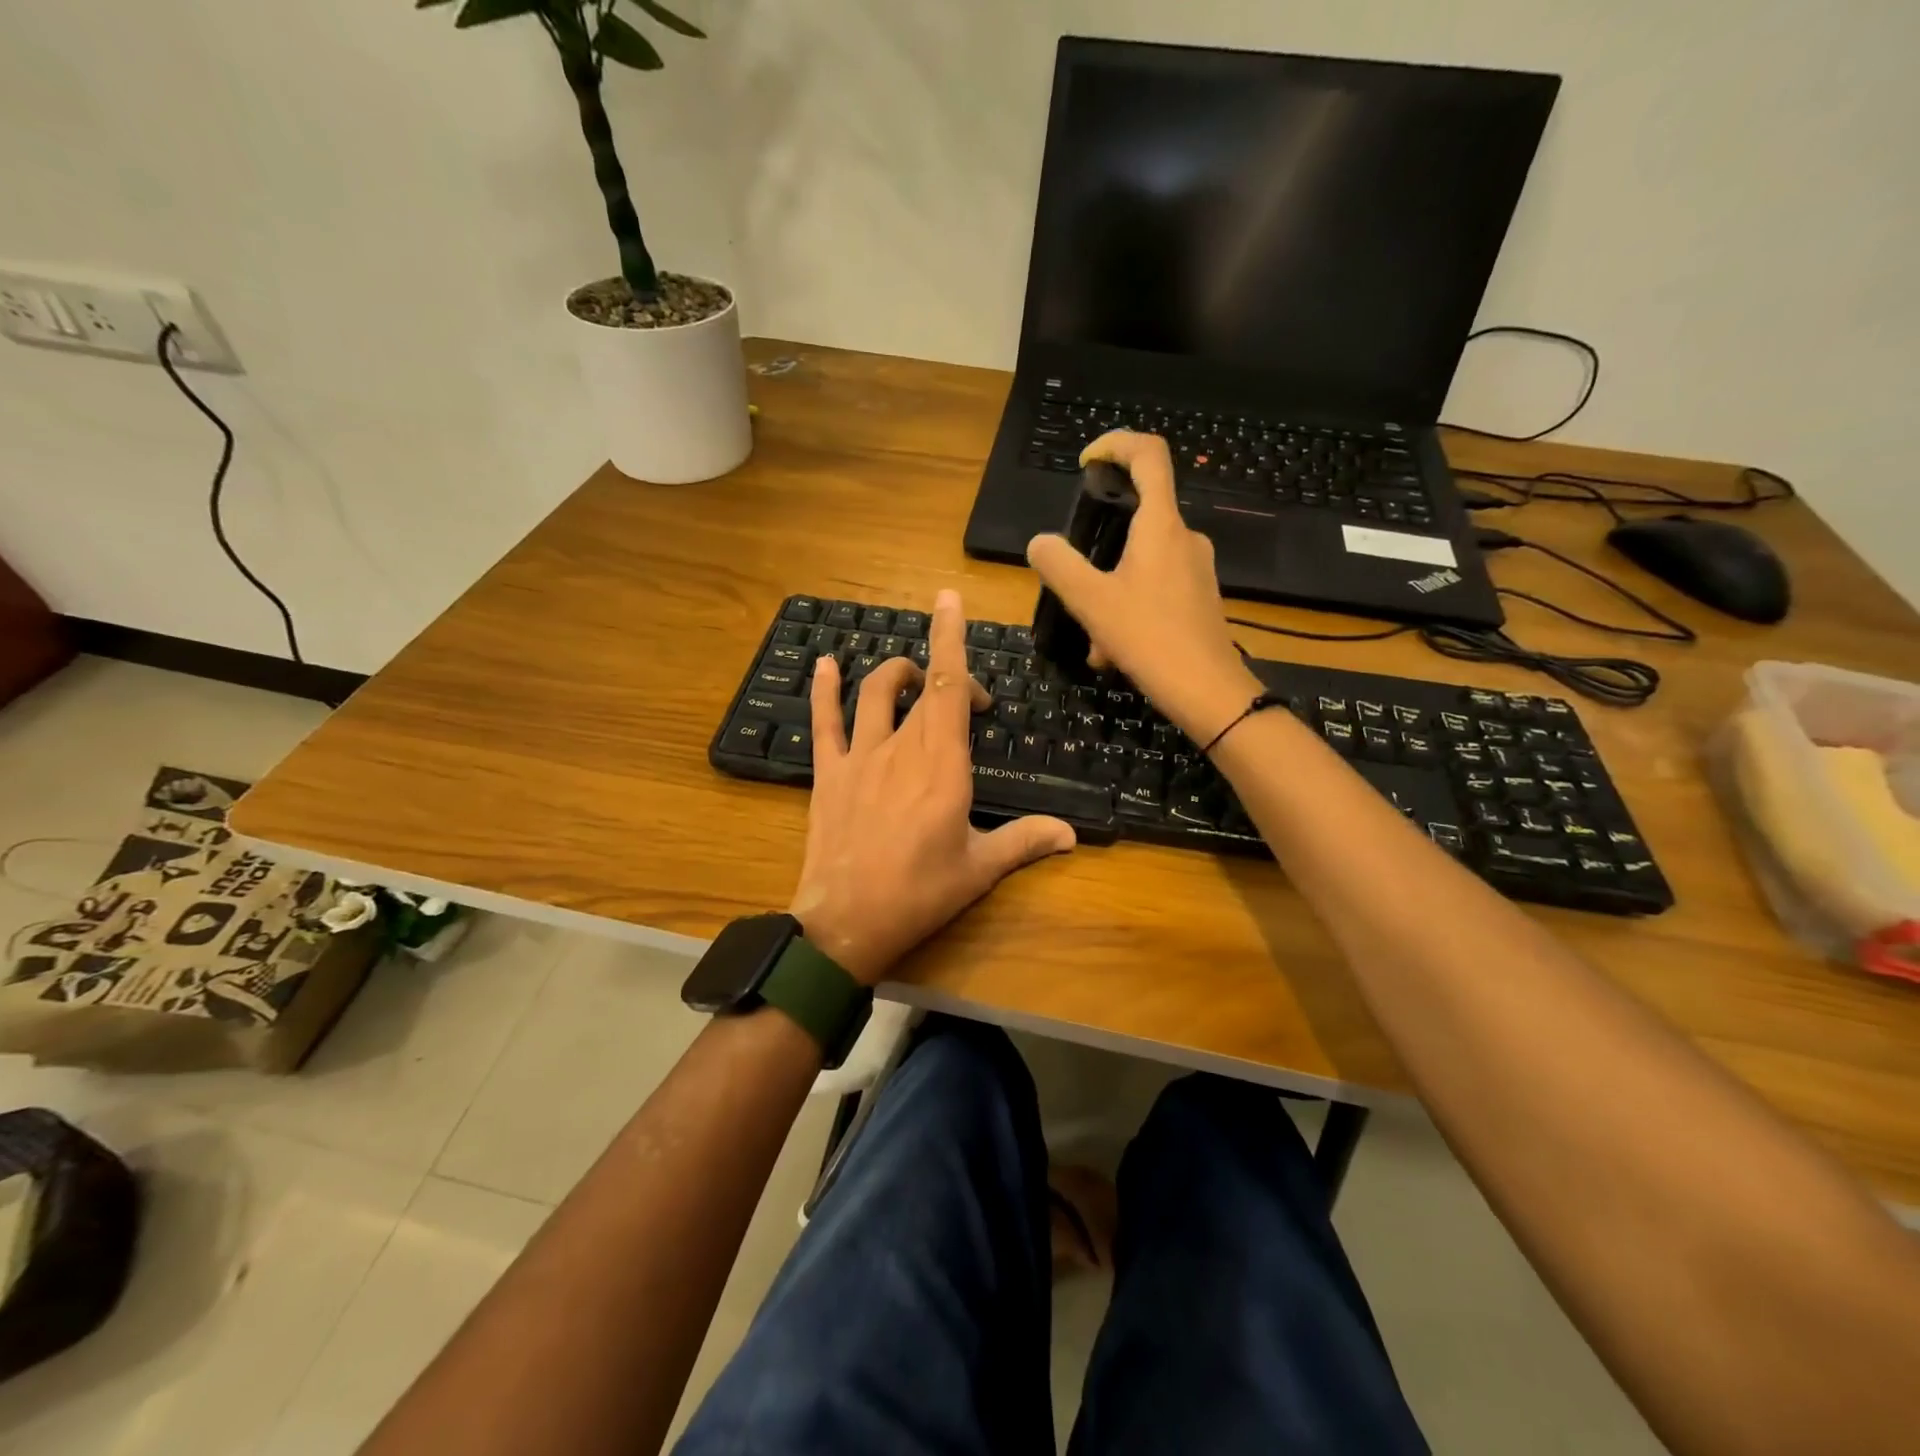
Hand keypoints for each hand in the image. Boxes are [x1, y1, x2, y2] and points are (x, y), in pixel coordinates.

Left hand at [788, 589, 1075, 984]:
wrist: (846, 922)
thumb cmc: (919, 894)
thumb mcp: (978, 869)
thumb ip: (1024, 842)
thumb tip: (1071, 835)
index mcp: (943, 765)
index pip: (950, 688)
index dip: (950, 640)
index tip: (949, 600)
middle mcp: (902, 748)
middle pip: (923, 689)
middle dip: (949, 678)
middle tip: (973, 703)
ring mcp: (860, 757)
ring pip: (875, 694)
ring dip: (895, 673)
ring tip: (911, 674)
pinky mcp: (829, 773)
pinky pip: (825, 722)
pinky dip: (825, 690)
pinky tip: (827, 663)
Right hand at [1026, 431, 1263, 744]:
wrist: (1209, 693)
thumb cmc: (1150, 638)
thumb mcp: (1091, 602)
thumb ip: (1059, 565)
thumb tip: (1040, 543)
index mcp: (1161, 525)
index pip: (1148, 454)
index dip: (1115, 443)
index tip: (1086, 463)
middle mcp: (1184, 538)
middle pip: (1137, 517)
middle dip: (1098, 549)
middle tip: (1074, 585)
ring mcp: (1196, 569)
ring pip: (1141, 563)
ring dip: (1109, 592)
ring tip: (1094, 638)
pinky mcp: (1199, 598)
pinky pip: (1155, 589)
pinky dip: (1128, 610)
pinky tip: (1114, 653)